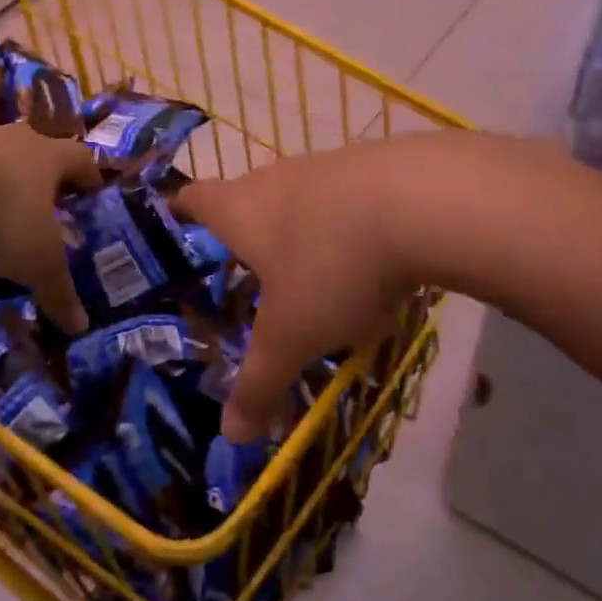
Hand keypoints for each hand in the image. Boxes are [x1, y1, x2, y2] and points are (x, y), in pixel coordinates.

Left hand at [0, 119, 101, 332]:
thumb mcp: (35, 262)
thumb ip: (58, 291)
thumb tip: (80, 325)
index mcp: (46, 157)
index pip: (80, 159)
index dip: (88, 176)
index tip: (91, 193)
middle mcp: (9, 138)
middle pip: (31, 150)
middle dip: (35, 177)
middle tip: (35, 206)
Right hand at [175, 145, 416, 442]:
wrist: (425, 200)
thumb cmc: (331, 265)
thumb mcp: (292, 336)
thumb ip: (258, 383)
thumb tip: (231, 435)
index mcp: (239, 209)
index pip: (192, 199)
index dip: (180, 211)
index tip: (176, 223)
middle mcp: (274, 178)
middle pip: (245, 198)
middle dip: (245, 234)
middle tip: (248, 274)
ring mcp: (326, 166)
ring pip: (298, 199)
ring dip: (300, 231)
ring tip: (314, 275)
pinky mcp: (375, 165)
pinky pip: (346, 198)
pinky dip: (346, 225)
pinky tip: (372, 260)